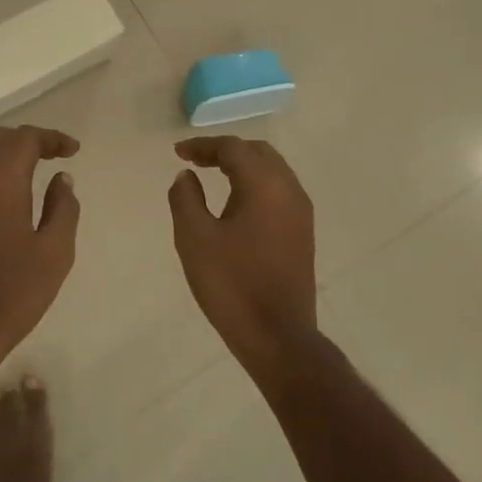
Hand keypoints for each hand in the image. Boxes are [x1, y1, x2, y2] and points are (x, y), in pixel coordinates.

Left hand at [0, 126, 80, 373]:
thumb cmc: (11, 293)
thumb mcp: (55, 252)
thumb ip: (63, 208)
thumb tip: (62, 179)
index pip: (25, 138)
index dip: (52, 138)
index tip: (72, 151)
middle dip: (26, 142)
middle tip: (51, 157)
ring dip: (0, 156)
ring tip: (23, 175)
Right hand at [168, 137, 317, 367]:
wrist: (277, 335)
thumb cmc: (231, 283)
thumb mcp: (195, 238)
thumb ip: (185, 198)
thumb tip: (187, 176)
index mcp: (265, 184)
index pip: (233, 148)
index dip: (203, 146)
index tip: (178, 153)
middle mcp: (289, 190)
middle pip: (258, 153)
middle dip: (225, 151)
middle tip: (195, 160)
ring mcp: (301, 212)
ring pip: (272, 171)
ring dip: (242, 167)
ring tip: (212, 175)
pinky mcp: (303, 233)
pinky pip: (279, 192)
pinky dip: (255, 185)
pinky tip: (235, 202)